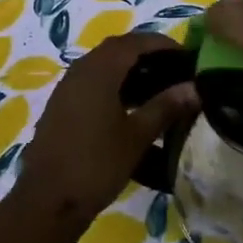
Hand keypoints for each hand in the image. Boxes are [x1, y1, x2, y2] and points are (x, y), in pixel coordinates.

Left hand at [11, 33, 196, 238]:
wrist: (48, 200)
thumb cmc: (96, 164)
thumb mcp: (137, 136)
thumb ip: (165, 107)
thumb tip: (194, 87)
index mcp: (98, 71)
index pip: (134, 41)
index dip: (162, 44)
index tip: (187, 55)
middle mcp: (80, 71)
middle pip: (117, 50)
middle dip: (146, 54)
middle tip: (175, 69)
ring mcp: (66, 89)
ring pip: (102, 66)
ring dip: (129, 70)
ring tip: (158, 87)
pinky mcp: (61, 107)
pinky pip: (91, 83)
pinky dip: (114, 85)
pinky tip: (130, 107)